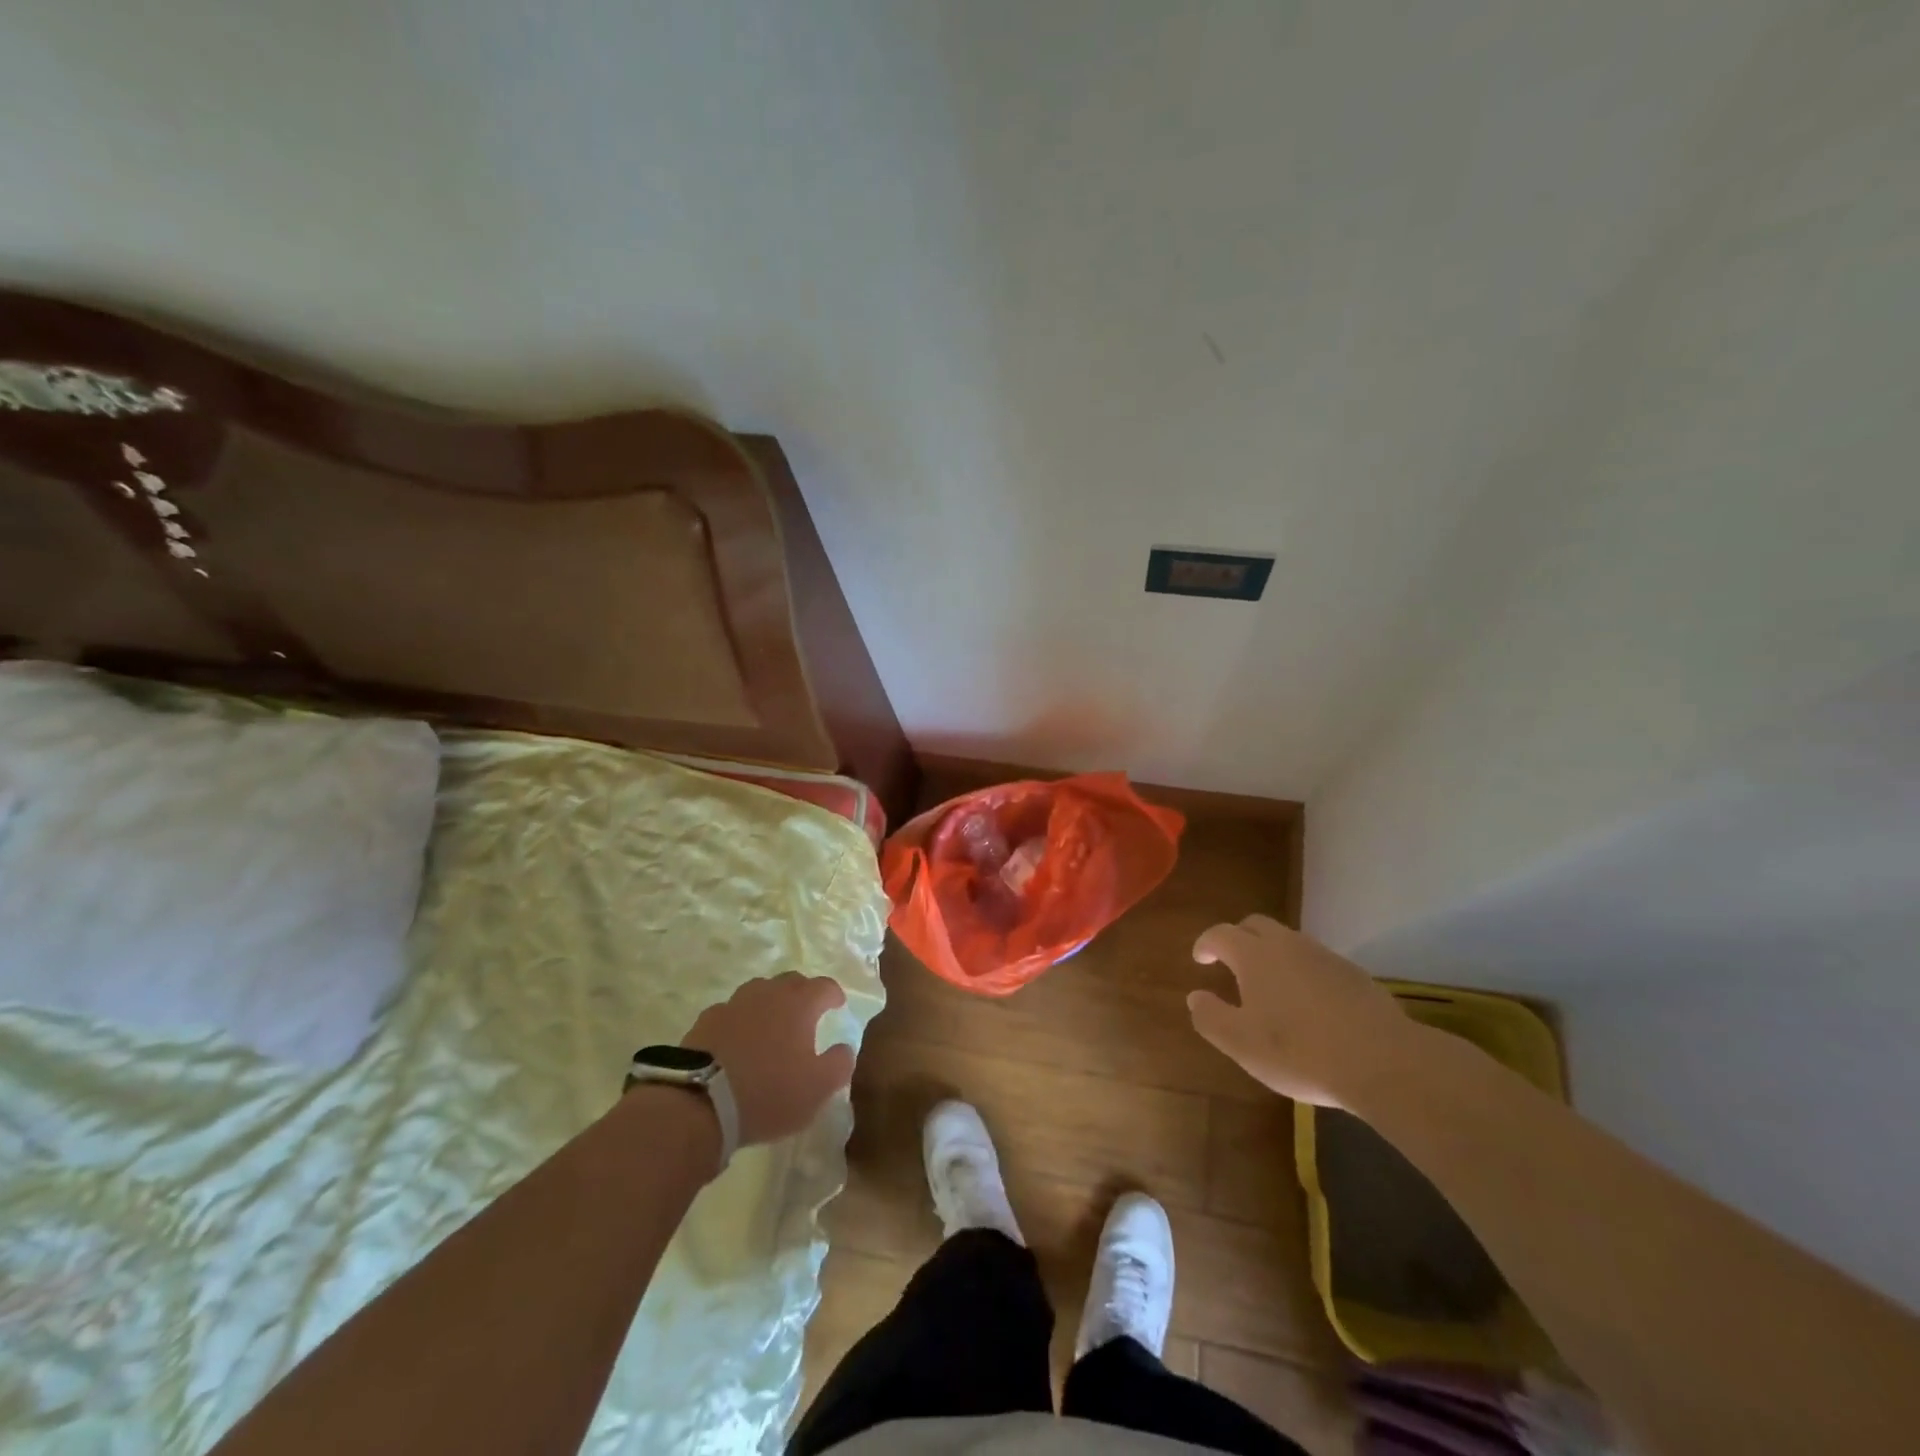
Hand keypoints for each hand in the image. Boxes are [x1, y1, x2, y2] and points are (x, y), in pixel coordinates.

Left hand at [681, 973, 854, 1145]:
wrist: (700, 1103)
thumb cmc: (769, 1093)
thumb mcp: (817, 1088)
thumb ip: (839, 1063)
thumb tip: (844, 1047)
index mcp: (799, 1004)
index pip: (824, 986)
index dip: (834, 994)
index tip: (838, 1004)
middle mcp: (768, 993)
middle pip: (791, 981)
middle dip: (803, 992)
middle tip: (807, 1012)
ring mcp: (734, 1003)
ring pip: (759, 991)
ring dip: (770, 1002)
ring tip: (772, 1023)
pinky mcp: (706, 1020)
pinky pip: (732, 1011)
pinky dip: (741, 1019)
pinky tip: (738, 1039)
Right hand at [1187, 914, 1419, 1108]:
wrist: (1384, 1062)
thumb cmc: (1300, 1051)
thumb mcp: (1241, 1044)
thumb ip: (1211, 1017)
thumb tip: (1195, 996)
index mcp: (1255, 956)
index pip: (1221, 934)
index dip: (1206, 943)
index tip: (1200, 959)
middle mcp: (1288, 945)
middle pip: (1256, 925)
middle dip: (1238, 937)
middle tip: (1230, 961)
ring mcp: (1325, 957)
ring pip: (1290, 942)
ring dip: (1272, 954)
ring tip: (1270, 985)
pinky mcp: (1355, 975)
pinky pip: (1317, 962)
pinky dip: (1303, 972)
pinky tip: (1309, 1003)